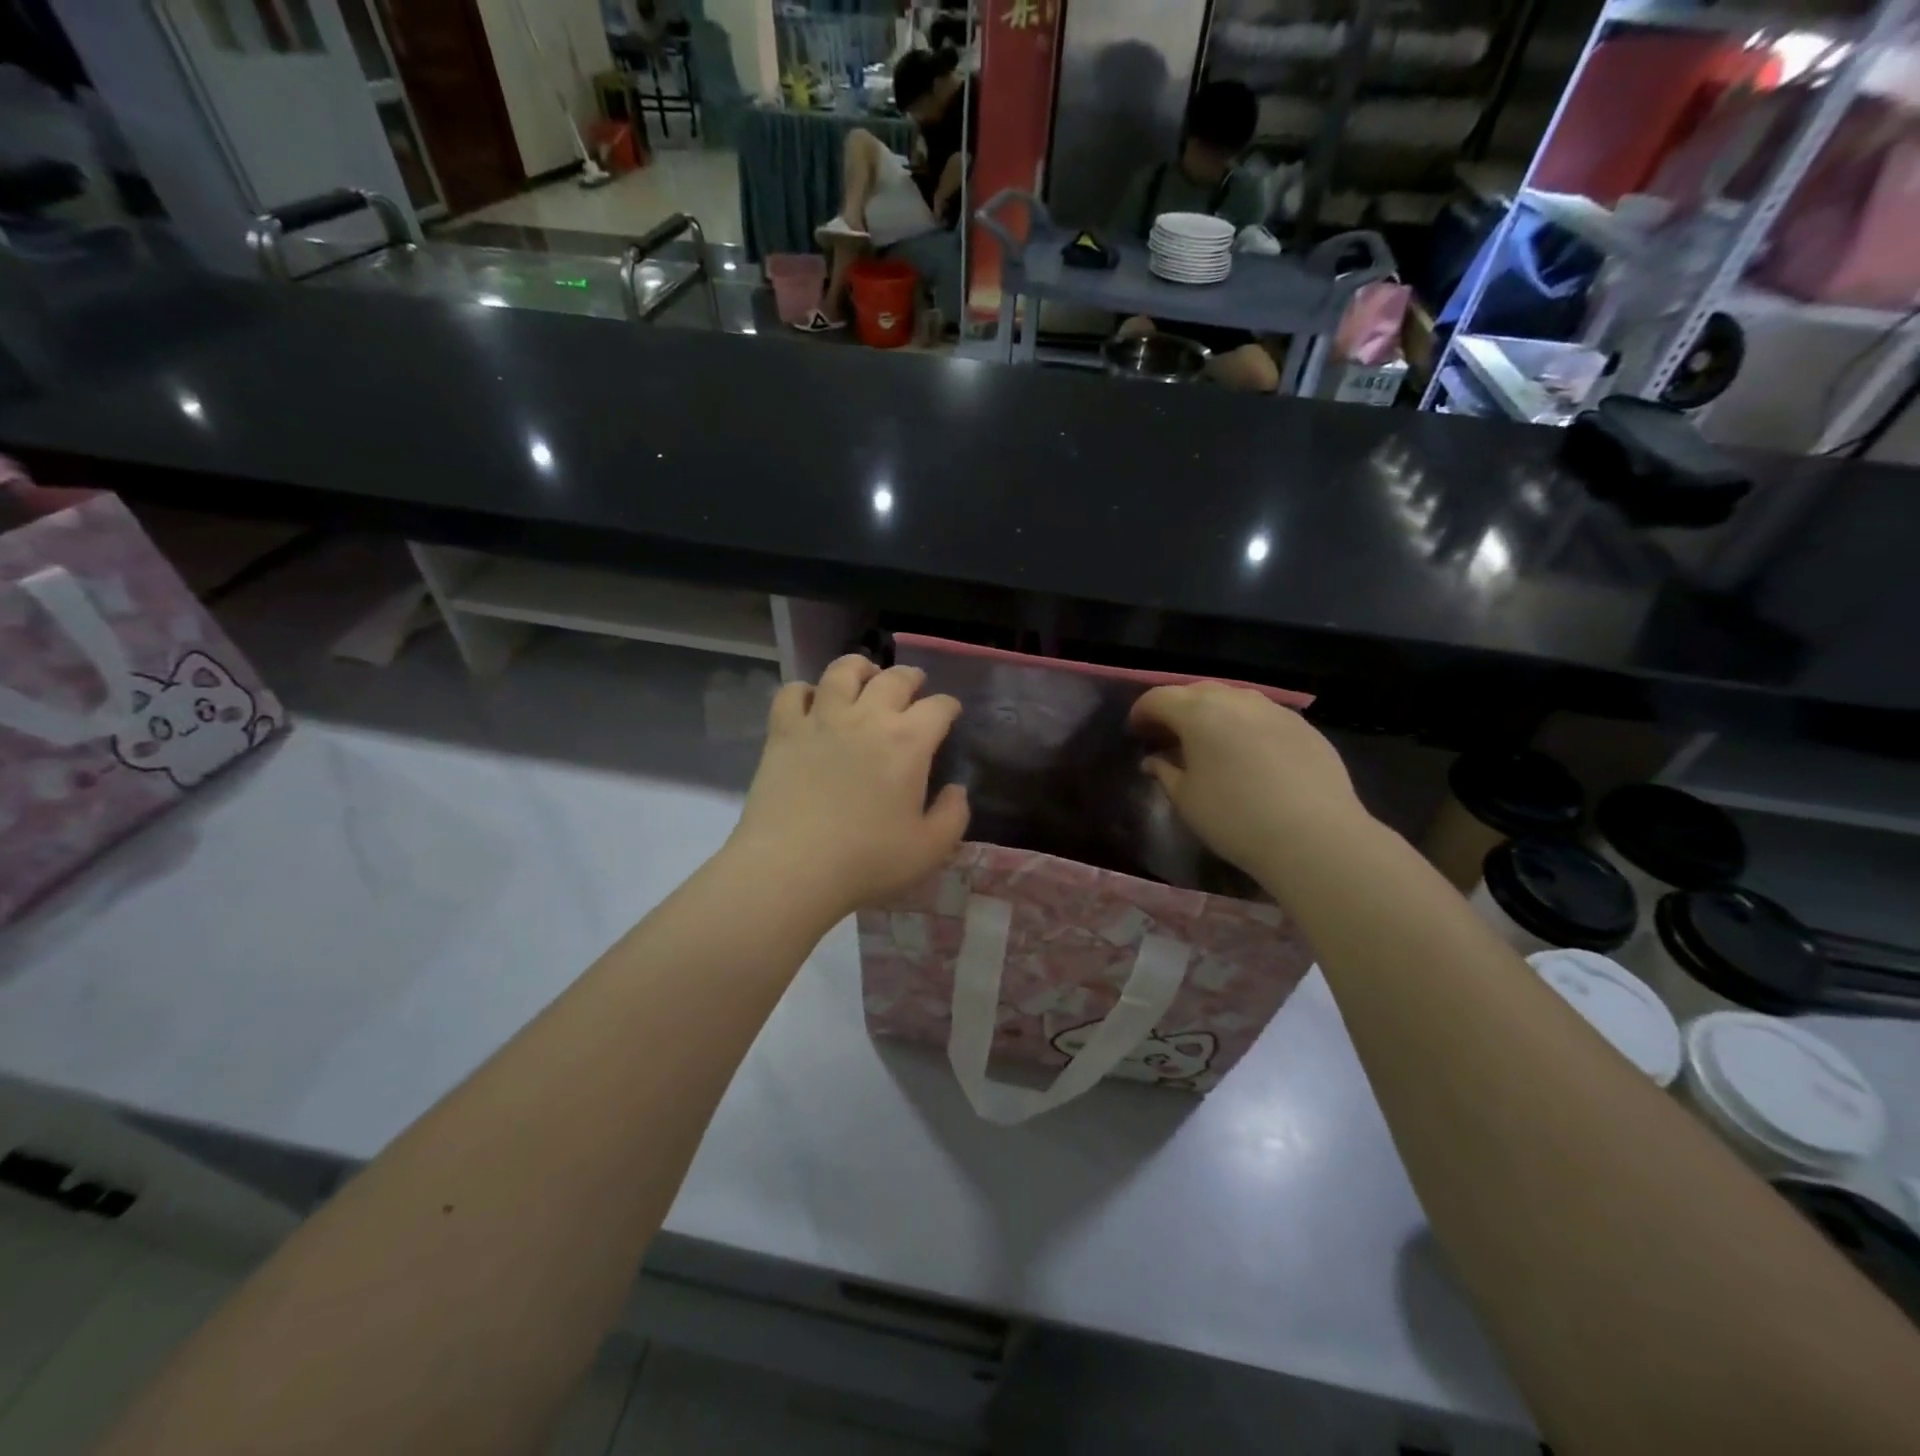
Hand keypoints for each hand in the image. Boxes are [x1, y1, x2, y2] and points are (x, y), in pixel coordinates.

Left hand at [728, 655, 968, 922]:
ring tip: (865, 674)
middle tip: (914, 685)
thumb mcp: (929, 849)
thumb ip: (953, 816)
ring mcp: (821, 719)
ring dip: (860, 668)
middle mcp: (867, 717)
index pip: (938, 707)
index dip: (948, 706)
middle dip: (910, 677)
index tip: (950, 713)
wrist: (791, 867)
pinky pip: (792, 693)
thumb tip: (956, 790)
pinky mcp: (783, 731)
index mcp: (908, 742)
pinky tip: (810, 700)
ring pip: (842, 672)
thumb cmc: (867, 860)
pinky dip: (804, 690)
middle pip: (894, 678)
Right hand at [1129, 683, 1364, 878]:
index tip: (1135, 732)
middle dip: (1176, 709)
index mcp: (1199, 712)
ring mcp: (1275, 709)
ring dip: (1212, 714)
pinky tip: (1248, 755)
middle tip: (1167, 736)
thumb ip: (1165, 772)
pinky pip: (1262, 716)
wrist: (1315, 837)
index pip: (1158, 698)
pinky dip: (1244, 726)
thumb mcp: (1186, 800)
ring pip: (1233, 700)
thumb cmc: (1235, 819)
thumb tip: (1154, 760)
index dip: (1141, 712)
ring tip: (1208, 743)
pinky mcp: (1304, 726)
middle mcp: (1236, 699)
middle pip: (1196, 691)